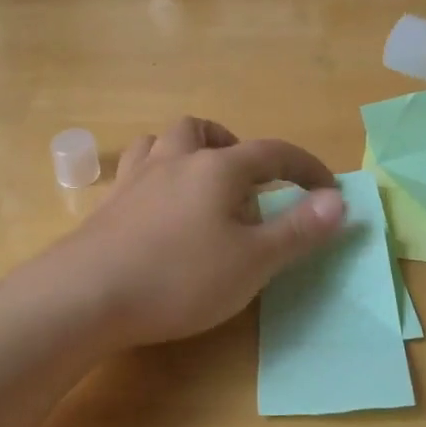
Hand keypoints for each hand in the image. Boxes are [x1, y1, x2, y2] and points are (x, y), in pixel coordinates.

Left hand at [49, 117, 345, 347]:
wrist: (87, 294)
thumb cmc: (181, 277)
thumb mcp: (253, 261)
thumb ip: (298, 229)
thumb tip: (338, 200)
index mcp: (218, 168)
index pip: (273, 153)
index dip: (305, 167)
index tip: (326, 188)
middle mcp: (176, 160)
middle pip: (205, 131)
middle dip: (234, 148)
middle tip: (248, 183)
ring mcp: (136, 178)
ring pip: (163, 142)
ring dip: (188, 152)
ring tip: (200, 186)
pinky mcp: (108, 203)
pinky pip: (136, 171)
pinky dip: (156, 177)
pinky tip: (158, 208)